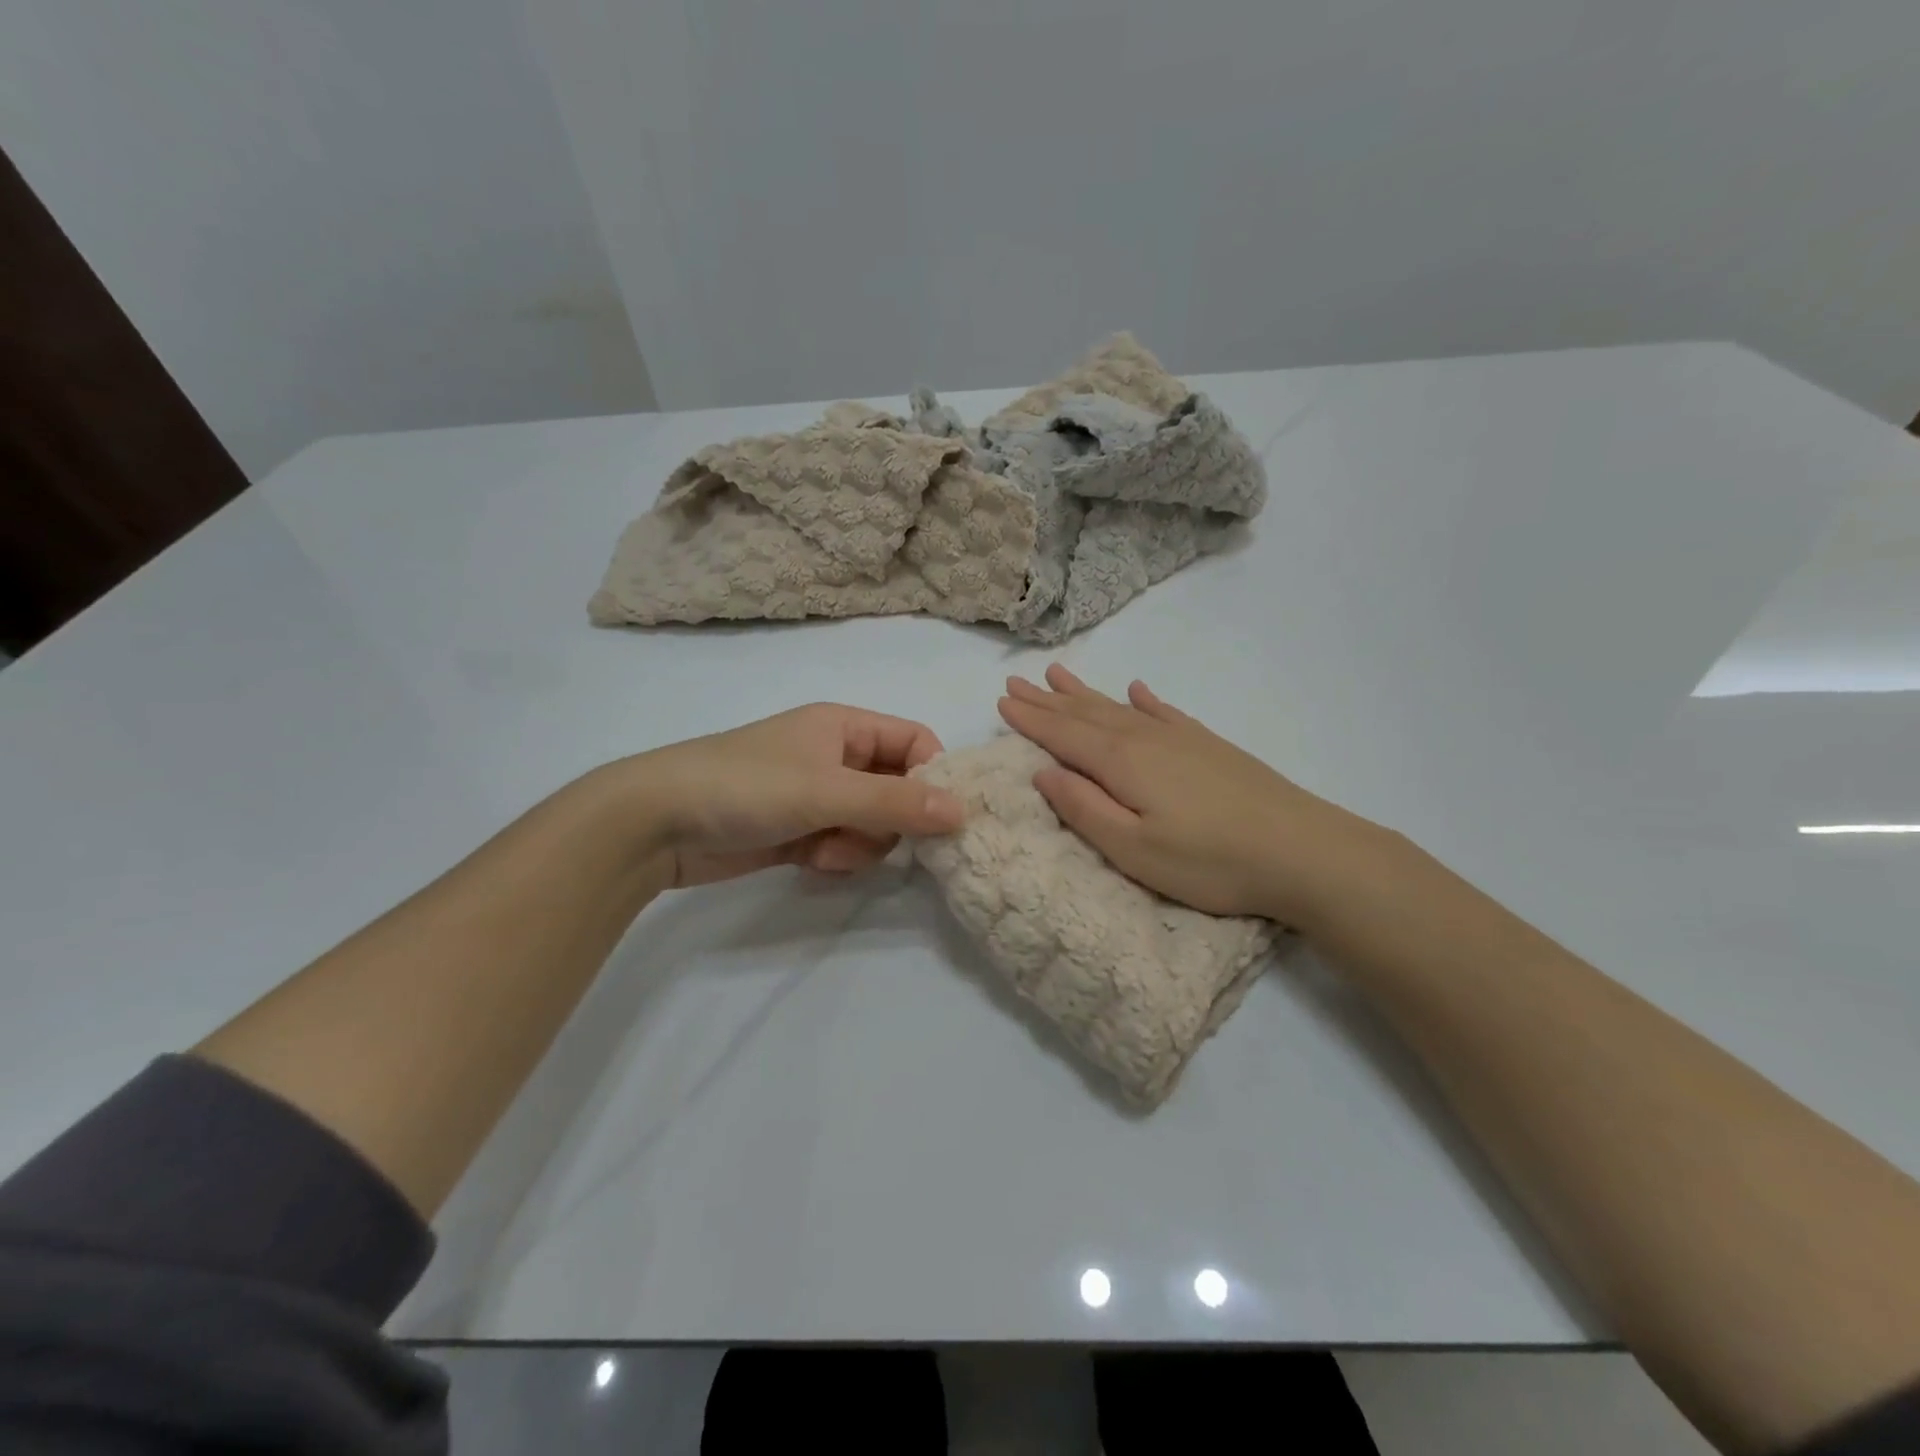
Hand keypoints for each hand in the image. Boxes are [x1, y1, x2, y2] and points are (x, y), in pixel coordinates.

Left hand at [614, 704, 965, 887]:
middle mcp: (837, 757)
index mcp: (845, 726)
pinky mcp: (799, 831)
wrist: (657, 824)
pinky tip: (808, 861)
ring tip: (827, 849)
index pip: (915, 742)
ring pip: (873, 824)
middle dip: (892, 819)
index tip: (943, 817)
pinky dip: (836, 857)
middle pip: (899, 788)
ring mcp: (817, 796)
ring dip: (861, 844)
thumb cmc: (747, 786)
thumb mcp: (827, 790)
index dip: (935, 775)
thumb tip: (962, 811)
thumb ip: (896, 803)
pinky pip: (844, 845)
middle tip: (874, 836)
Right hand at [998, 665, 1387, 925]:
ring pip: (1119, 707)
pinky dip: (1144, 700)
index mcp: (1121, 763)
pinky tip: (1137, 690)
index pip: (1063, 735)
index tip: (1002, 701)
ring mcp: (1180, 738)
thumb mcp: (1133, 850)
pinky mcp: (1208, 746)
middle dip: (1048, 699)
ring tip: (1058, 675)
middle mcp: (1145, 738)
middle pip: (1085, 714)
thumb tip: (1043, 772)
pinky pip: (1164, 712)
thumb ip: (1083, 808)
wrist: (1302, 851)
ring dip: (1085, 693)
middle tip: (1016, 681)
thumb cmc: (1209, 861)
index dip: (1030, 719)